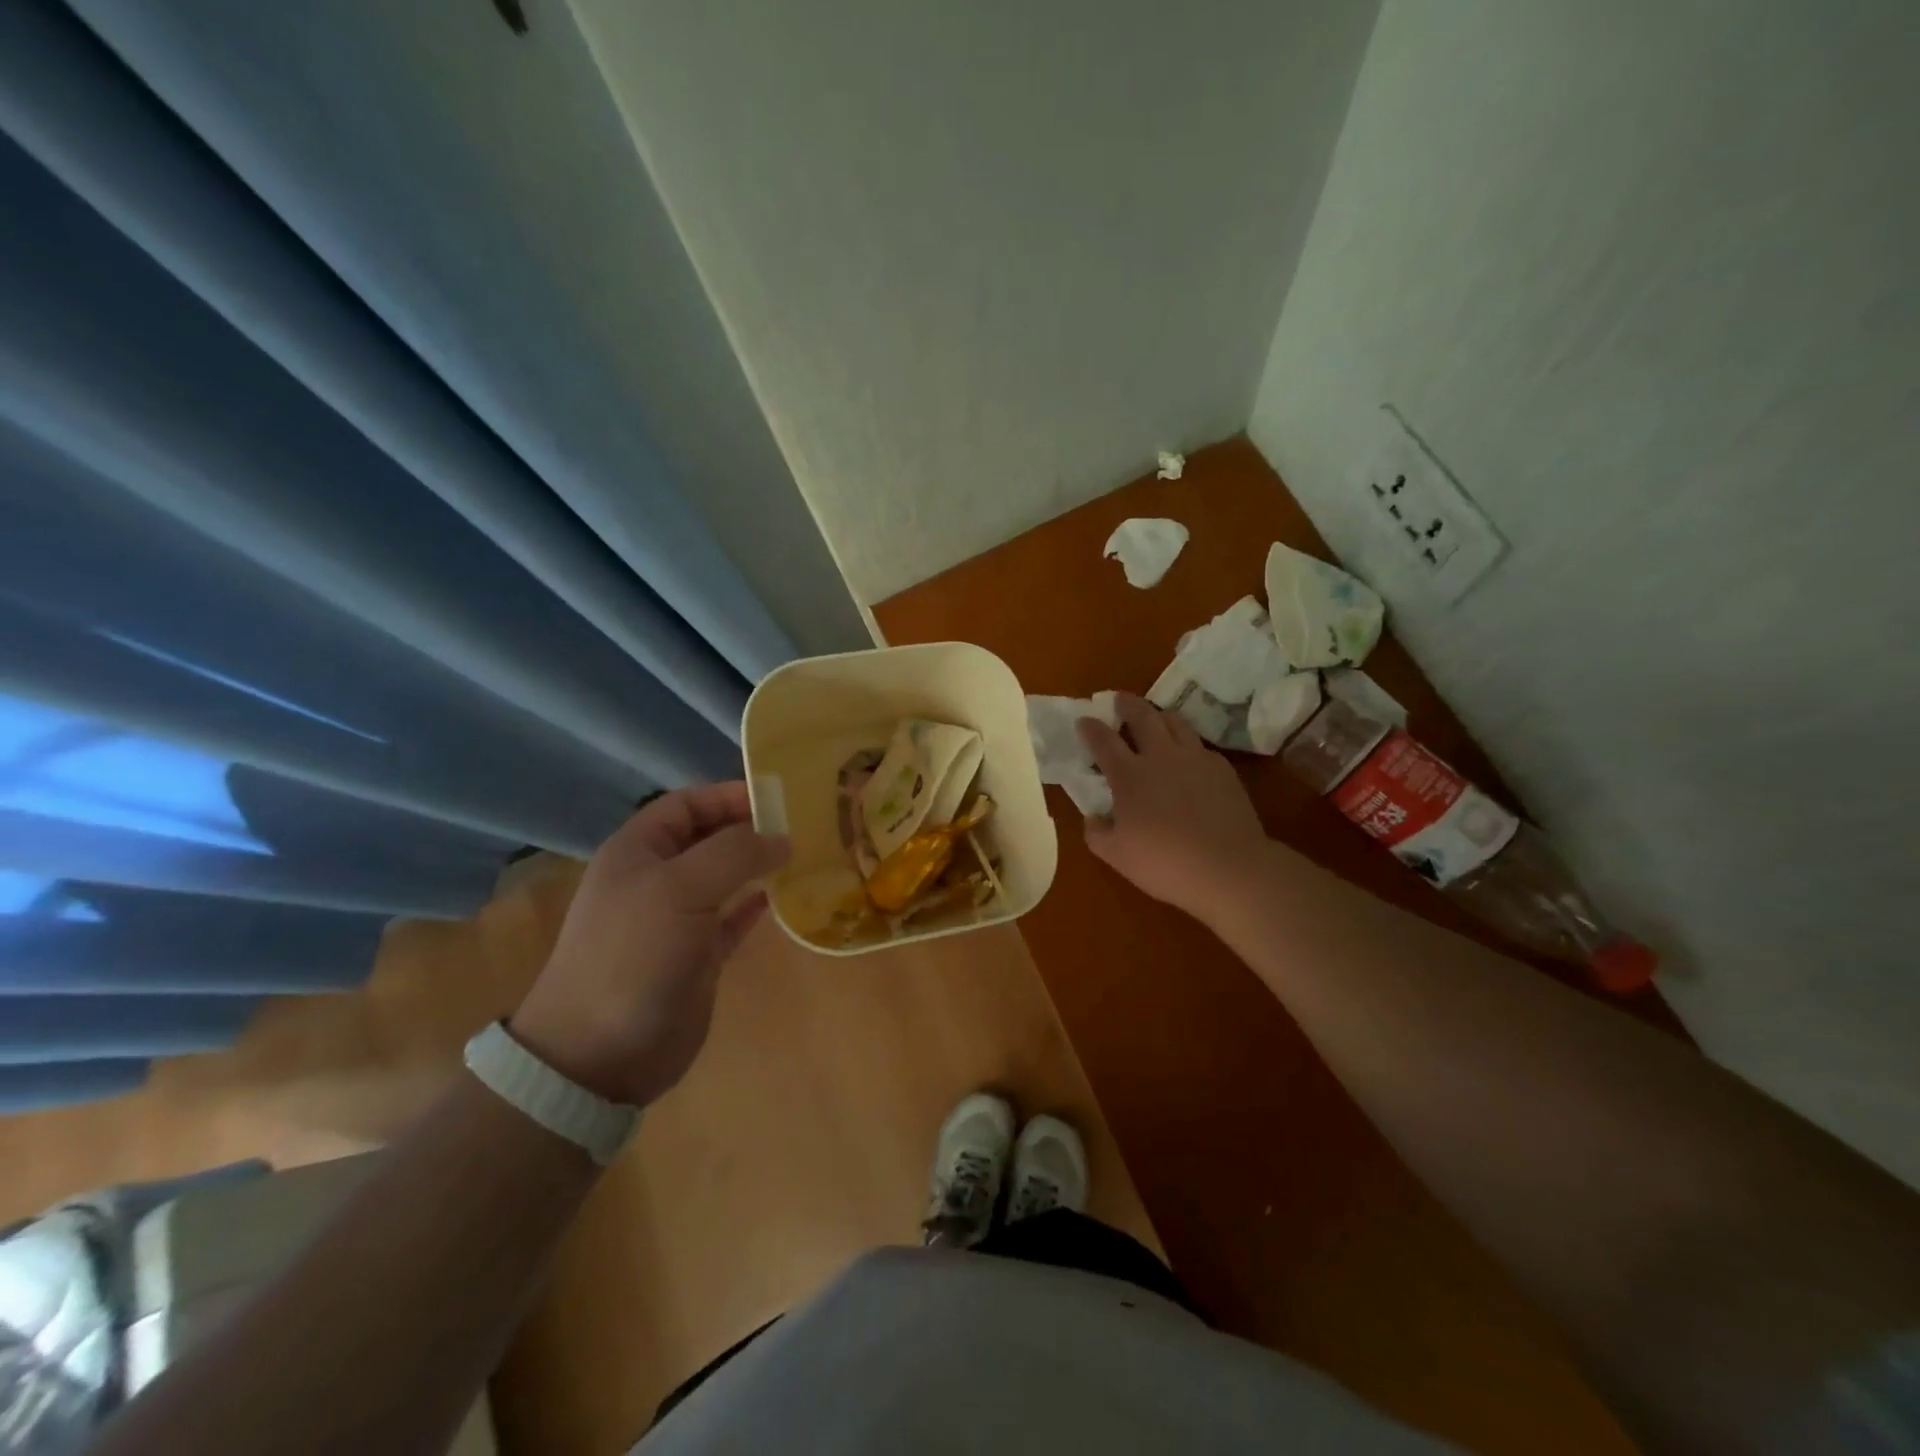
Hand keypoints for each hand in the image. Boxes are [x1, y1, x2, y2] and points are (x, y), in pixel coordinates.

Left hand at [509, 783, 789, 1106]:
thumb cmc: (634, 953)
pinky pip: (732, 919)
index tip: (776, 797)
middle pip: (708, 838)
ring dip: (757, 865)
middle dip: (748, 828)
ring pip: (724, 878)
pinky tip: (784, 896)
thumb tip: (782, 838)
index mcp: (638, 852)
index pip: (686, 804)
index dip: (727, 795)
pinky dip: (756, 905)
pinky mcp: (696, 957)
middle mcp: (656, 880)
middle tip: (800, 824)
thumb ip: (735, 852)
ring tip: (801, 855)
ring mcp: (677, 920)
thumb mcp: (681, 888)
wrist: (600, 1052)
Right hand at [1078, 694, 1271, 926]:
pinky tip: (1188, 756)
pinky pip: (1200, 745)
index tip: (1084, 719)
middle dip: (1127, 704)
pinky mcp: (1223, 769)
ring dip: (1159, 715)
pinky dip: (1187, 743)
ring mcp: (1195, 759)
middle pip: (1142, 717)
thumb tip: (1093, 817)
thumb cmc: (1164, 863)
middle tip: (1119, 698)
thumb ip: (1097, 832)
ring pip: (1175, 723)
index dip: (1091, 728)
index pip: (1104, 741)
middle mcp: (1161, 757)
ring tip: (1155, 717)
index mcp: (1129, 775)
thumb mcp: (1116, 855)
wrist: (1229, 868)